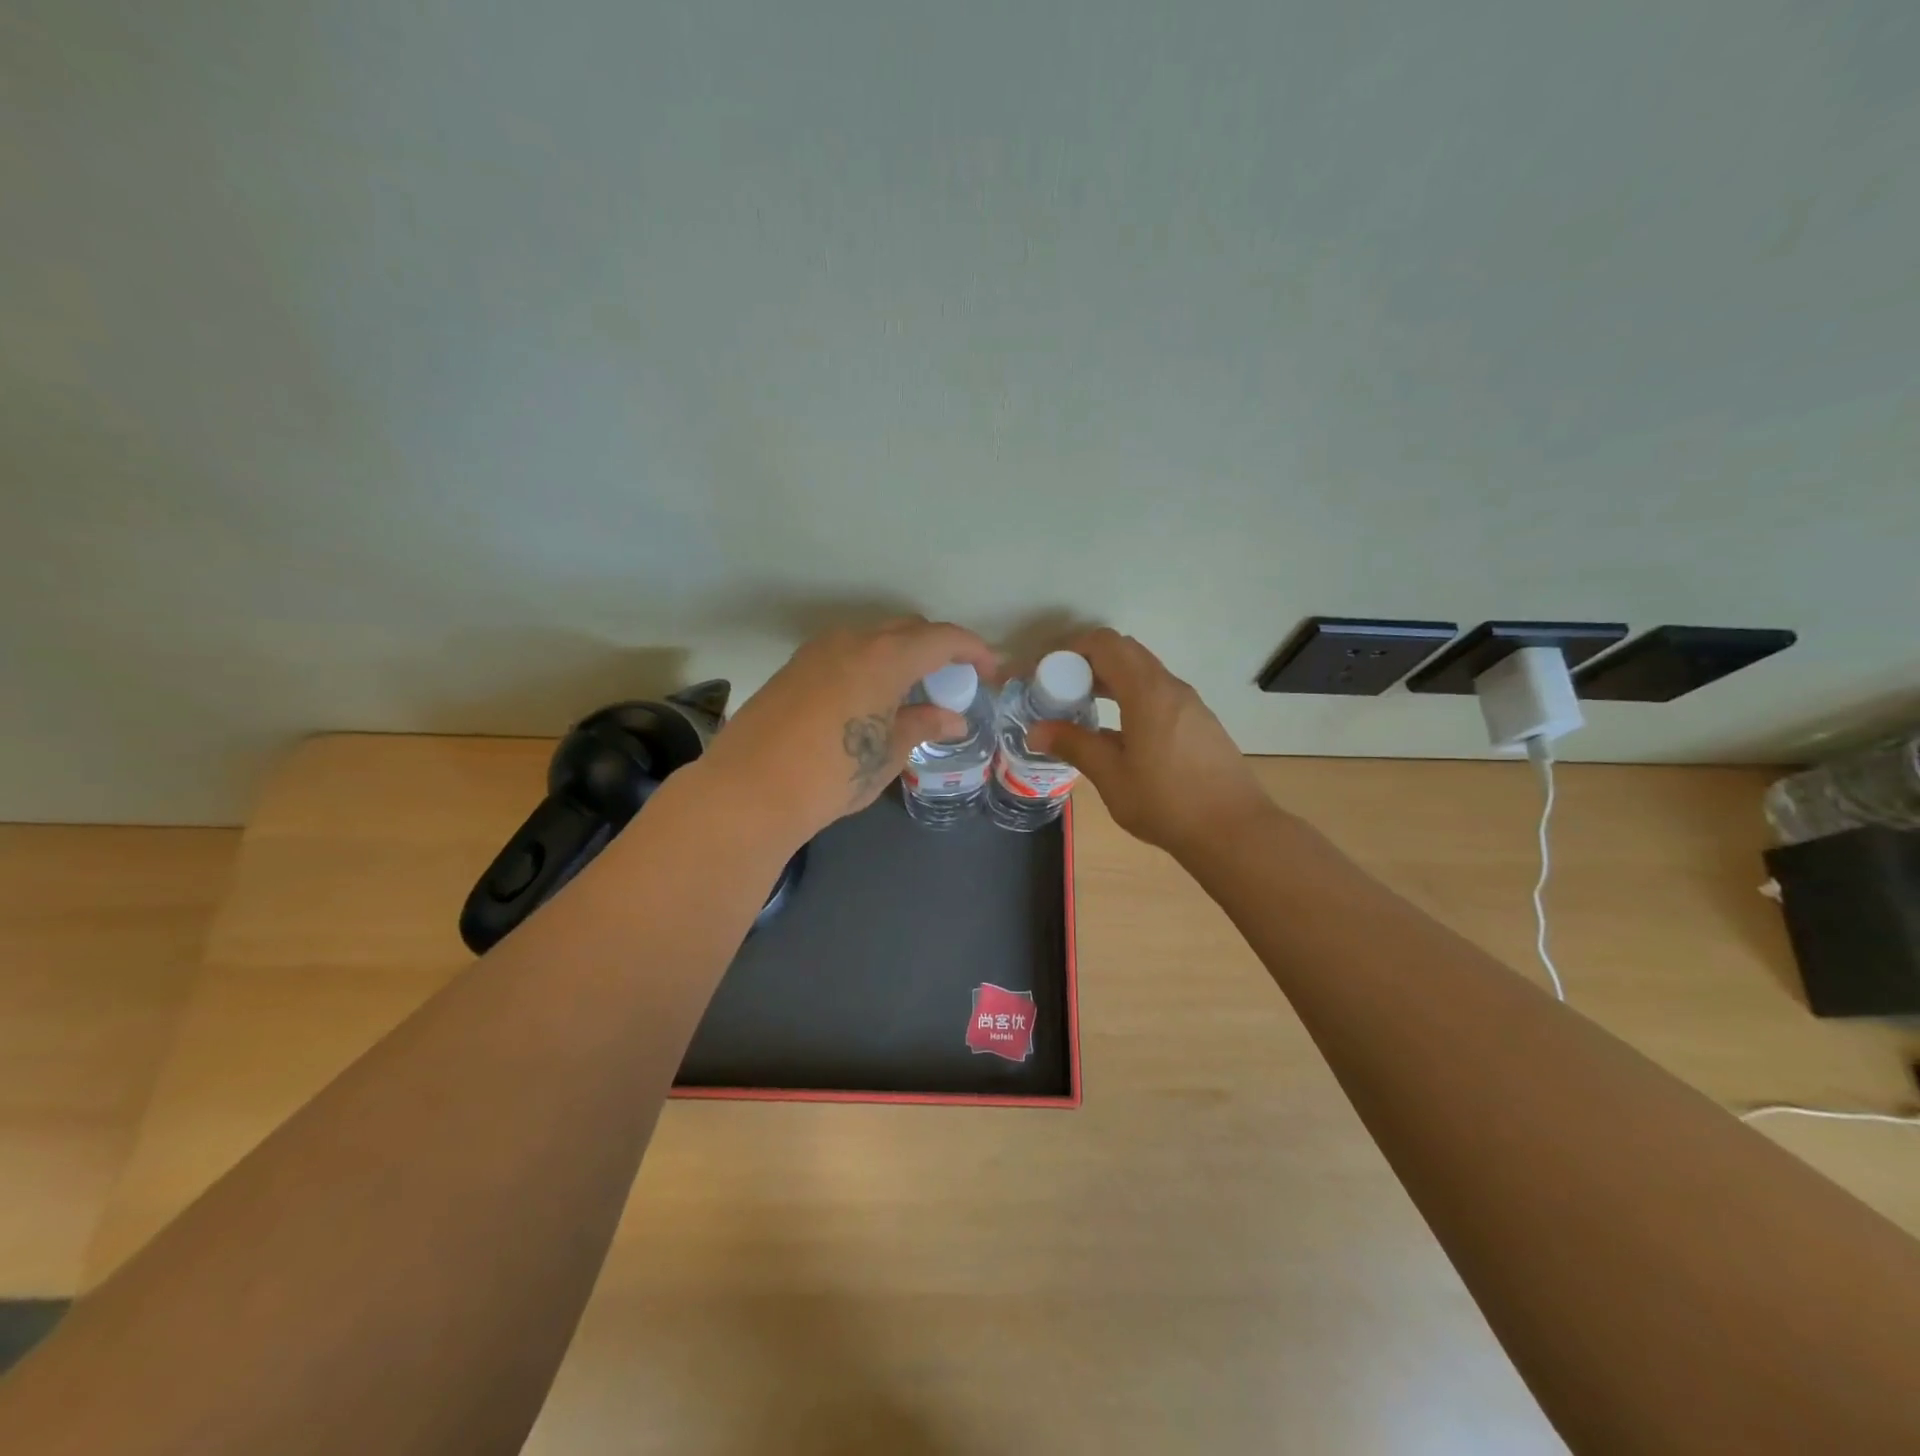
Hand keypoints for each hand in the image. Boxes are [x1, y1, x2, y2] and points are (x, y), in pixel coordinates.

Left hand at [701, 618, 998, 844]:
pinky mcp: (793, 668)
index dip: (973, 650)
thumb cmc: (833, 774)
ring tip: (911, 692)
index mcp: (884, 657)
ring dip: (900, 655)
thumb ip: (923, 726)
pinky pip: (845, 652)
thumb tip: (952, 719)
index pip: (942, 638)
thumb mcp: (887, 753)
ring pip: (873, 638)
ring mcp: (817, 650)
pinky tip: (869, 699)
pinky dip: (869, 664)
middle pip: (907, 630)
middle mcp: (852, 641)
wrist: (750, 790)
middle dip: (937, 649)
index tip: (989, 671)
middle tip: (952, 682)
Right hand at [1026, 628, 1273, 856]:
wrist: (1234, 830)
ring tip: (1084, 710)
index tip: (1050, 675)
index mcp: (1147, 692)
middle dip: (1089, 664)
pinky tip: (1120, 733)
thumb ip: (1074, 745)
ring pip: (1144, 673)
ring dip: (1112, 680)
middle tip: (1063, 692)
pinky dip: (1132, 697)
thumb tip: (1036, 731)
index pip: (1106, 644)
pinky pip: (1159, 693)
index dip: (1073, 650)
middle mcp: (1171, 688)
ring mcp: (1191, 704)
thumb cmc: (1167, 802)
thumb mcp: (1111, 776)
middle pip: (1126, 652)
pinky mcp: (1200, 723)